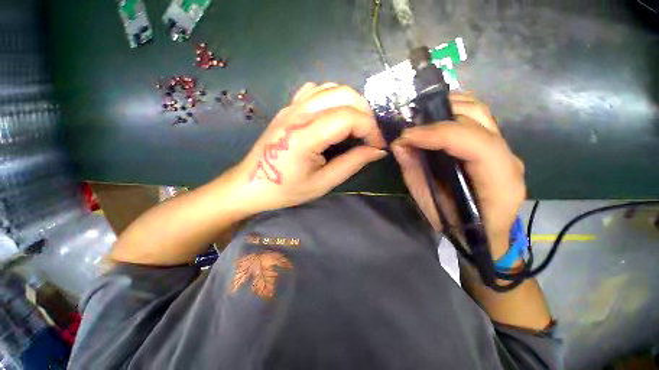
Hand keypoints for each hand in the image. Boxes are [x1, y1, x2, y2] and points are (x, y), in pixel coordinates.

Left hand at [234, 82, 386, 213]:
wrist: (251, 184)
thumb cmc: (285, 189)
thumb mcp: (323, 183)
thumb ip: (352, 163)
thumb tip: (377, 150)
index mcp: (305, 136)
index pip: (349, 118)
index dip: (371, 129)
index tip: (377, 146)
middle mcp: (298, 114)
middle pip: (344, 94)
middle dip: (365, 113)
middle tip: (368, 136)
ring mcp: (291, 107)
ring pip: (332, 88)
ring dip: (351, 104)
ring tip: (355, 127)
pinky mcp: (288, 108)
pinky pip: (316, 91)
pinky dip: (333, 99)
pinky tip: (333, 116)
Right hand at [391, 92, 525, 258]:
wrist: (482, 232)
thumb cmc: (455, 224)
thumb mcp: (428, 202)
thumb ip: (414, 171)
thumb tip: (399, 144)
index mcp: (499, 182)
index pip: (475, 143)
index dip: (438, 134)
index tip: (407, 136)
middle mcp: (508, 159)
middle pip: (479, 118)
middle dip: (440, 115)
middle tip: (410, 123)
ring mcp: (504, 149)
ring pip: (479, 111)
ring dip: (447, 107)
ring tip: (420, 116)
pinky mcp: (494, 146)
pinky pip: (475, 118)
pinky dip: (453, 112)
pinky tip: (434, 117)